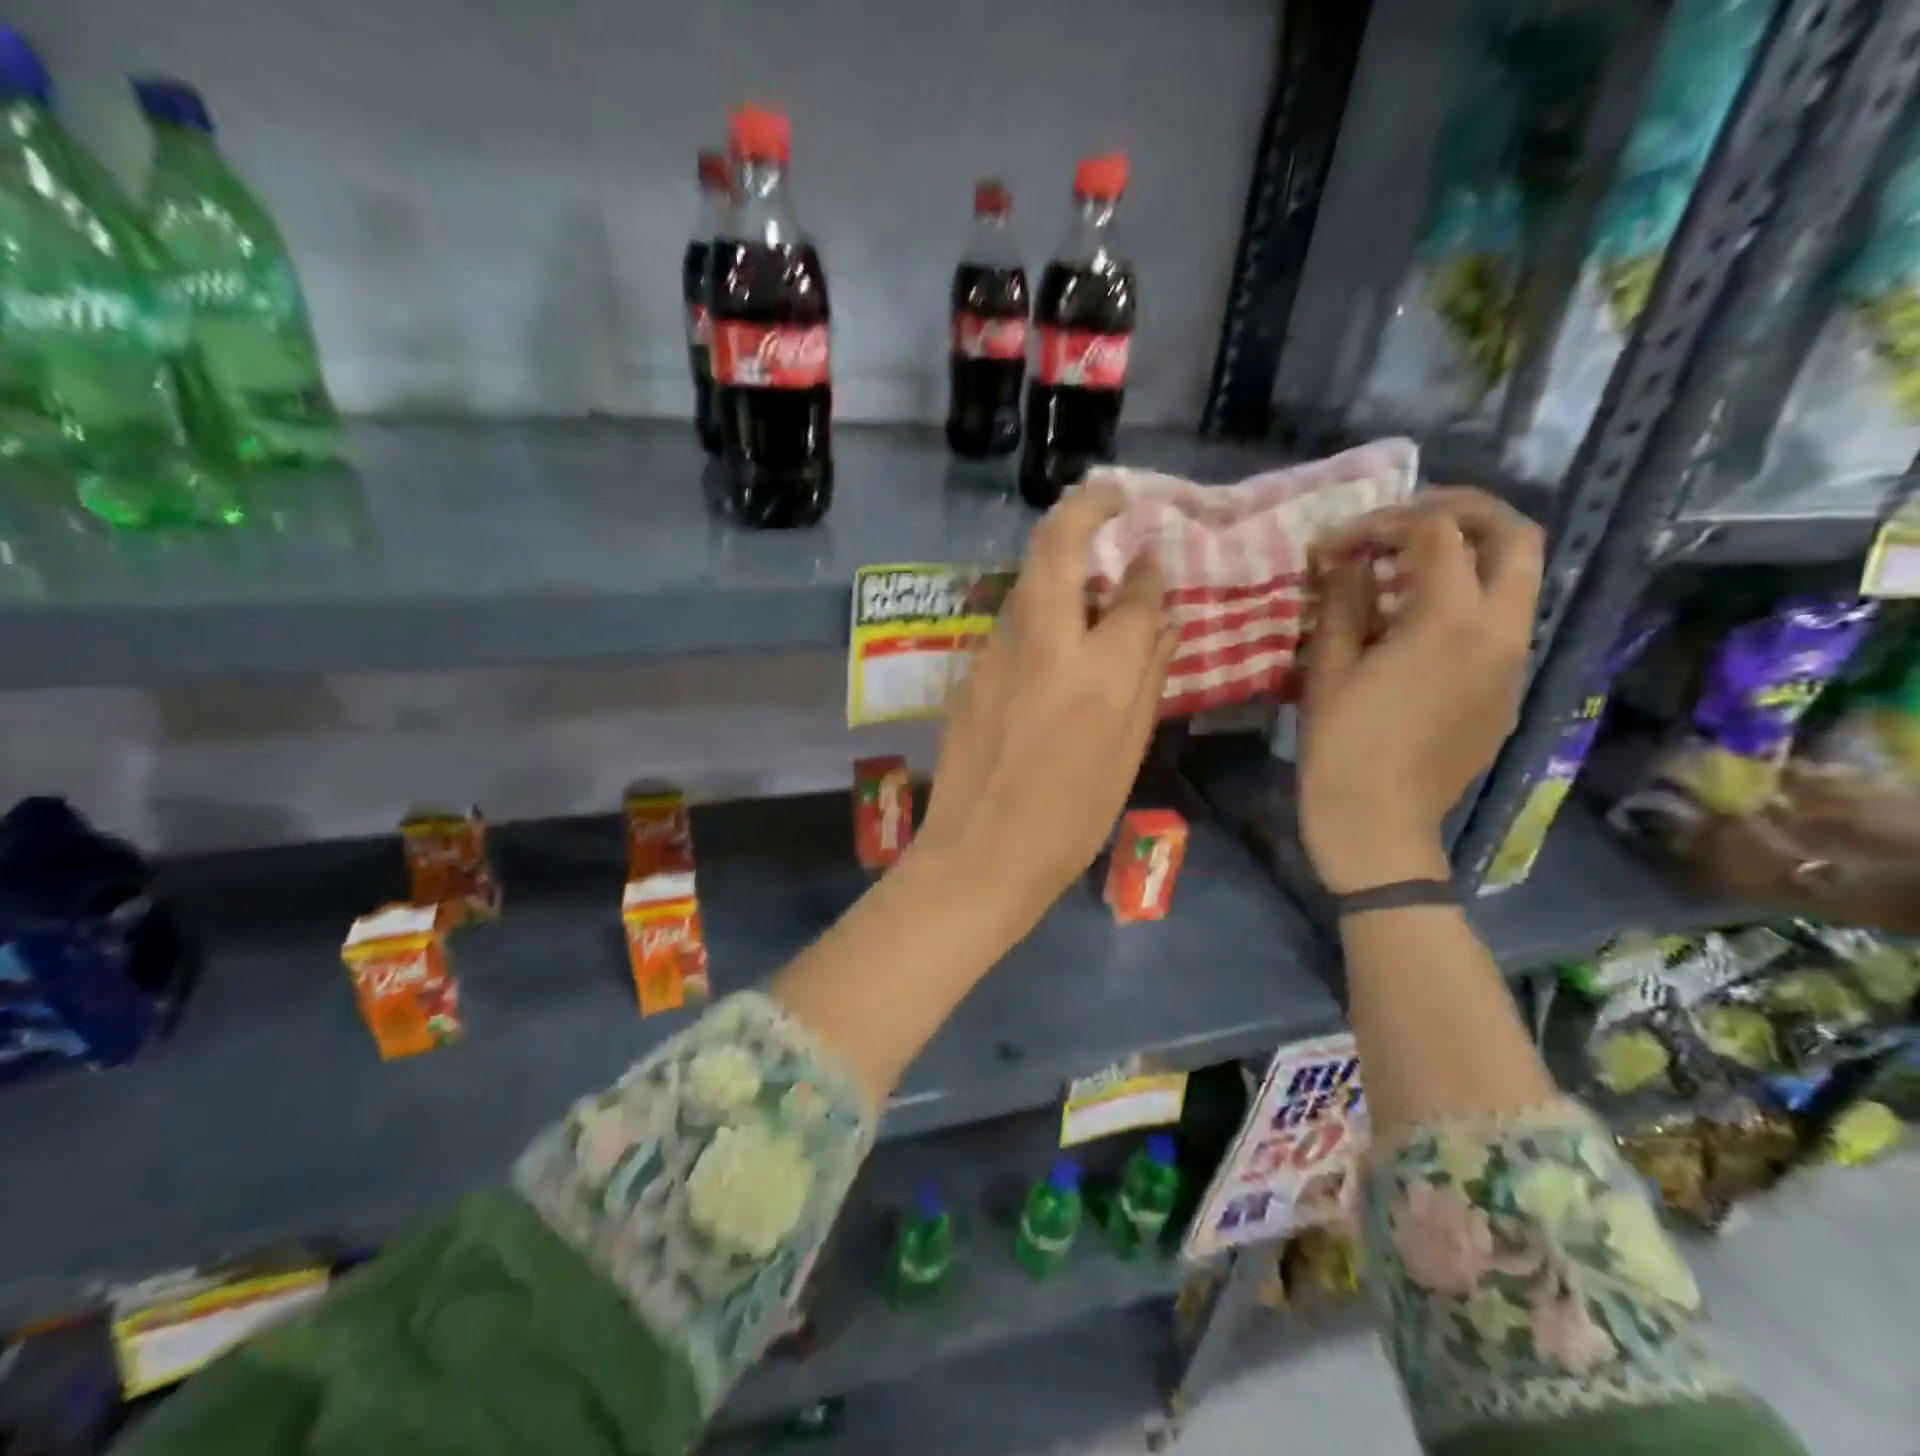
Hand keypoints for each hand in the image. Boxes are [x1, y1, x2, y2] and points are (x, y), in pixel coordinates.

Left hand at [917, 480, 1176, 929]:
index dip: (1148, 568)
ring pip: (1028, 582)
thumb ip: (1148, 676)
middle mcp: (1044, 645)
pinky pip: (1011, 622)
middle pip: (1058, 547)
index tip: (1154, 552)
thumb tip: (1162, 619)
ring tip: (1087, 571)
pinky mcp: (969, 670)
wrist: (980, 854)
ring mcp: (996, 653)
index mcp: (1098, 674)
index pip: (1132, 593)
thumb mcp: (1127, 753)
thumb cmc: (1070, 819)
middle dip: (1086, 506)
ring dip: (1058, 560)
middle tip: (1112, 493)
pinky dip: (1036, 609)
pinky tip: (1051, 636)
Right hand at [1299, 488, 1542, 892]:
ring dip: (1468, 557)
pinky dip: (1468, 602)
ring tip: (1405, 572)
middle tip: (1405, 523)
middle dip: (1460, 512)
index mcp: (1449, 620)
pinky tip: (1416, 628)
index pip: (1433, 533)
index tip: (1338, 544)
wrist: (1380, 820)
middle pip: (1514, 535)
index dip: (1382, 523)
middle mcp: (1500, 630)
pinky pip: (1503, 624)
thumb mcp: (1329, 666)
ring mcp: (1514, 662)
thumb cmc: (1341, 744)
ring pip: (1518, 578)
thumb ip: (1341, 600)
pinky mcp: (1508, 690)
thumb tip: (1339, 557)